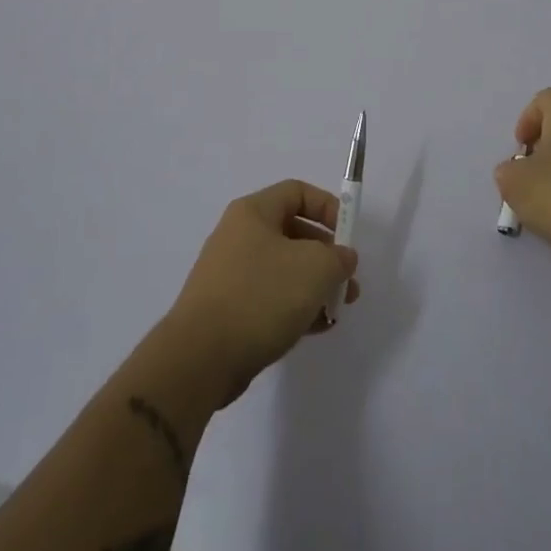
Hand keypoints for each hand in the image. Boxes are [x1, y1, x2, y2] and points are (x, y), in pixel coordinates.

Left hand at [164, 180, 360, 401]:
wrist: (201, 357)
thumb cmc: (261, 296)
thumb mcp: (315, 268)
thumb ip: (338, 257)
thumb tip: (342, 258)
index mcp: (253, 213)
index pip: (297, 192)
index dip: (328, 207)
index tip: (349, 236)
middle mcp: (239, 236)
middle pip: (293, 232)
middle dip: (327, 255)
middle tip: (348, 280)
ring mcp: (231, 273)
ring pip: (284, 269)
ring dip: (316, 285)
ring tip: (337, 309)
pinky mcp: (229, 308)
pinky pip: (270, 298)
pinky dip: (295, 307)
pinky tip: (316, 328)